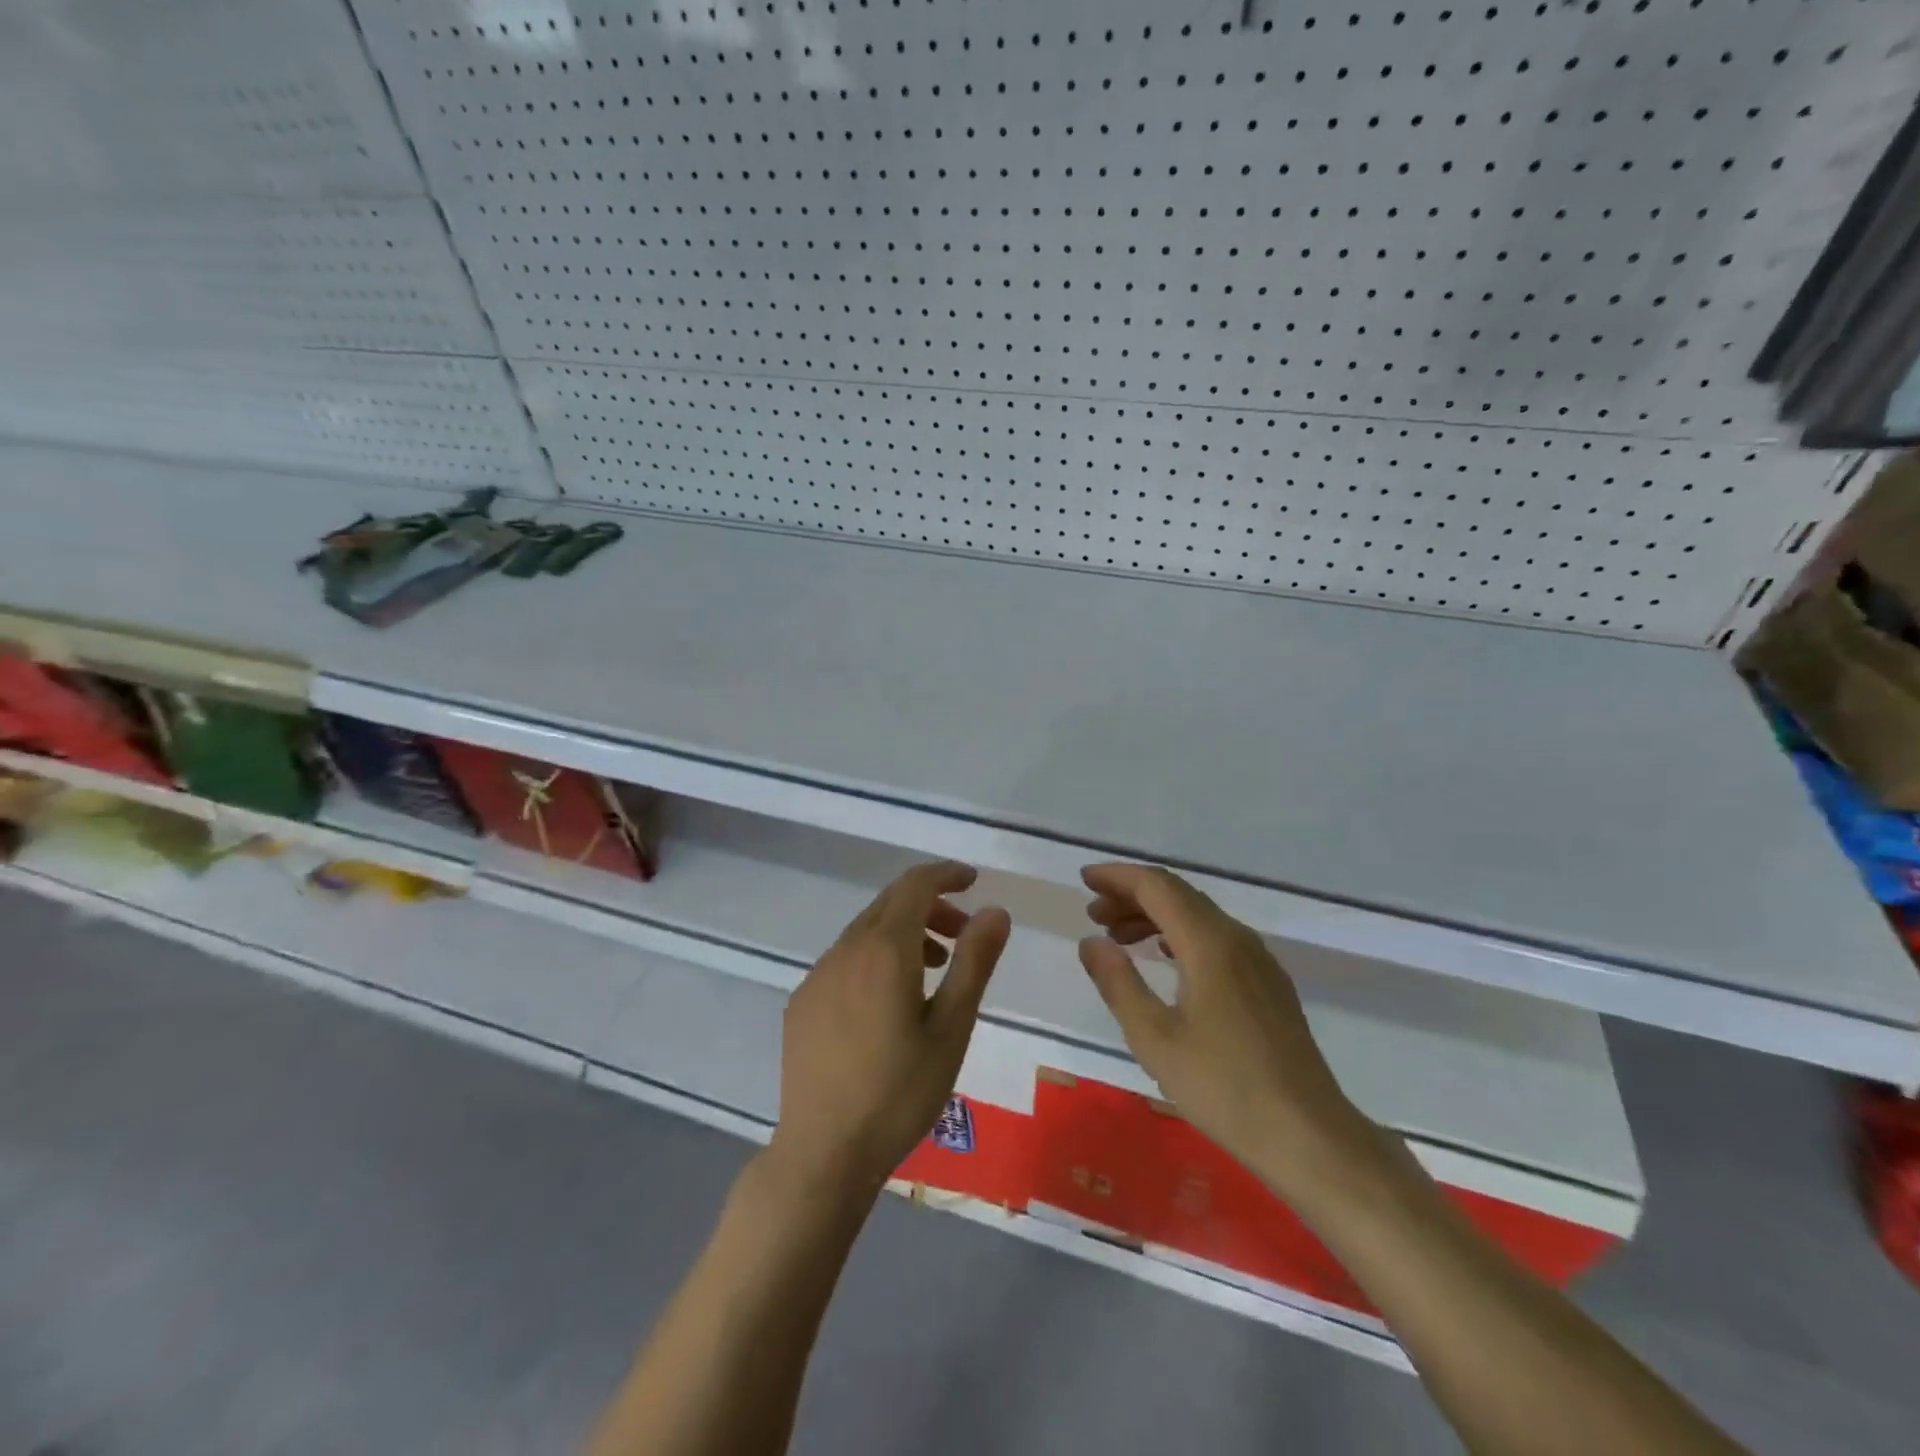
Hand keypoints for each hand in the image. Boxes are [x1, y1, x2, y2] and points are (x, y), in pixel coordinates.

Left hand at [768, 861, 1010, 1197]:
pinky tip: (890, 1002)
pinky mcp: (803, 1001)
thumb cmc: (899, 1093)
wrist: (823, 1153)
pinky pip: (845, 959)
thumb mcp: (951, 1028)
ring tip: (936, 969)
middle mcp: (845, 949)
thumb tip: (995, 911)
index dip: (946, 875)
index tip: (974, 881)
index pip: (915, 885)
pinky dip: (876, 958)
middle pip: (890, 903)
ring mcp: (818, 975)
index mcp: (884, 949)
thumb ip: (974, 962)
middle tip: (964, 934)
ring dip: (905, 933)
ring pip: (866, 931)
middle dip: (931, 906)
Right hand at [1079, 864, 1367, 1193]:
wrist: (1309, 1136)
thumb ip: (1118, 983)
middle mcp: (1237, 939)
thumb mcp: (1155, 1038)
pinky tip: (1164, 957)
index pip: (1158, 887)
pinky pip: (1216, 938)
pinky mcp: (1268, 984)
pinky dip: (1180, 934)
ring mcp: (1258, 960)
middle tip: (1093, 912)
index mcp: (1210, 944)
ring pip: (1199, 916)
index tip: (1084, 879)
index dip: (1118, 877)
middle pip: (1179, 895)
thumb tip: (1090, 941)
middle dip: (1132, 895)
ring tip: (1117, 936)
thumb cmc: (1224, 1088)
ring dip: (1154, 916)